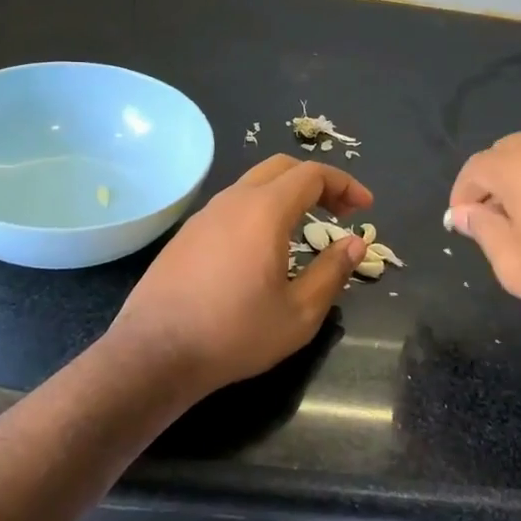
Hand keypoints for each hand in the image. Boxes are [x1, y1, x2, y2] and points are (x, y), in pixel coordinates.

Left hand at [109, 155, 372, 397]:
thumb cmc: (234, 333)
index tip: (365, 207)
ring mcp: (206, 213)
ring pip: (254, 183)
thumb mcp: (298, 313)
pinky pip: (233, 204)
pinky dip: (261, 208)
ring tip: (306, 226)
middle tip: (340, 210)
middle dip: (317, 181)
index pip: (312, 174)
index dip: (344, 184)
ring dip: (287, 194)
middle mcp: (234, 199)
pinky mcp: (188, 232)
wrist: (155, 351)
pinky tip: (263, 245)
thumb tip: (355, 243)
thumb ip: (332, 271)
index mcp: (265, 210)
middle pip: (283, 168)